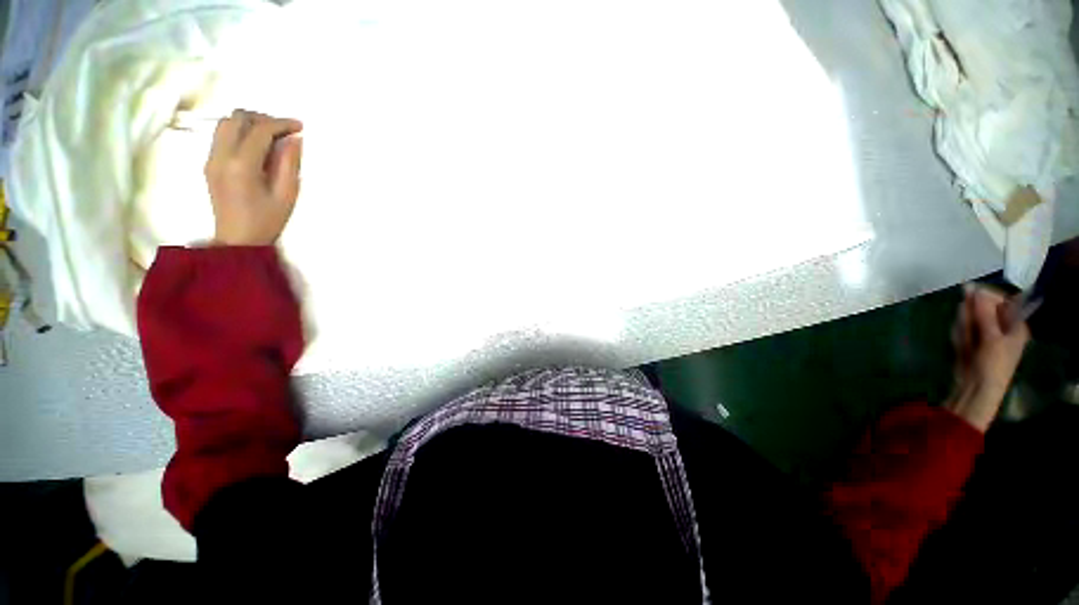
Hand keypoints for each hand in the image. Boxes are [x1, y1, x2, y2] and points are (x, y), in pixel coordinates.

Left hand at [204, 109, 303, 245]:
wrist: (237, 240)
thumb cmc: (267, 220)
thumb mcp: (287, 194)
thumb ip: (289, 164)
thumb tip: (294, 140)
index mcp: (241, 164)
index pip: (260, 130)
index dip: (281, 123)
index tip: (300, 126)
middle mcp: (221, 155)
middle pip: (237, 119)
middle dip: (263, 118)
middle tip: (284, 130)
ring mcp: (211, 158)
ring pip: (226, 123)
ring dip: (249, 123)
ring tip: (270, 135)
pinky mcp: (209, 163)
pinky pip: (222, 135)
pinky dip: (239, 132)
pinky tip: (256, 145)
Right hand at [944, 284, 1030, 431]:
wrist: (977, 388)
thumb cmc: (993, 364)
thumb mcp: (991, 338)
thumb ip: (984, 313)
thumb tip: (974, 288)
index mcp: (1015, 324)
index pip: (1003, 299)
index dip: (987, 295)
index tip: (970, 294)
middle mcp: (1002, 326)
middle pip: (984, 308)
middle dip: (972, 313)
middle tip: (965, 321)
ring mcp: (986, 333)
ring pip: (970, 318)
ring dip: (964, 324)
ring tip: (965, 339)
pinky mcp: (971, 340)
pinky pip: (963, 329)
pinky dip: (959, 333)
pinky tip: (961, 344)